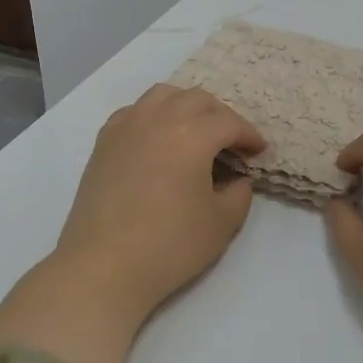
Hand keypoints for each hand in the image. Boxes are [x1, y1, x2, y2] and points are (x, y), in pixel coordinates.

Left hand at [0, 85, 263, 362]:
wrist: (103, 267)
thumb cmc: (169, 246)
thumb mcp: (222, 224)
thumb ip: (239, 193)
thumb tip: (237, 178)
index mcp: (192, 136)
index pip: (229, 123)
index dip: (249, 135)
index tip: (259, 151)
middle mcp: (158, 119)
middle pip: (197, 99)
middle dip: (221, 116)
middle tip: (231, 142)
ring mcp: (126, 127)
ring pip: (163, 95)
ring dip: (186, 106)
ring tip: (195, 131)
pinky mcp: (104, 142)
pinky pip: (134, 111)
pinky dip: (154, 115)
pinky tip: (158, 139)